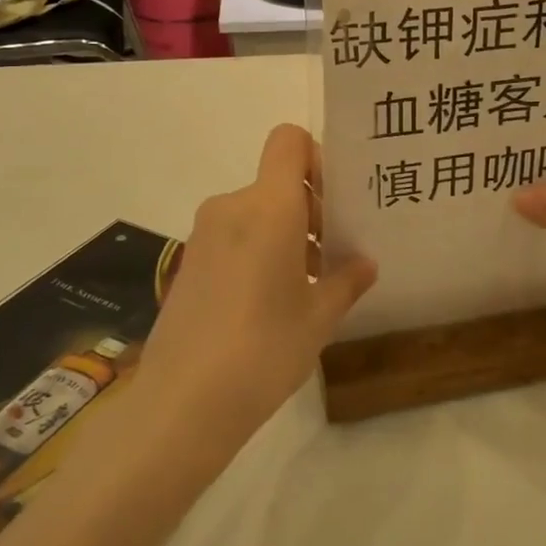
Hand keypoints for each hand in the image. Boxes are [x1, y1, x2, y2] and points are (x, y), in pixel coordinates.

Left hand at [140, 124, 376, 440]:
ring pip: (257, 212)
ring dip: (286, 234)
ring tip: (308, 287)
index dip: (316, 158)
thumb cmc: (263, 349)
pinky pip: (234, 237)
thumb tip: (364, 264)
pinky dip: (258, 252)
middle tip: (334, 255)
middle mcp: (232, 207)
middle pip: (277, 181)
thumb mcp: (319, 317)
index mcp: (269, 206)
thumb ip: (346, 280)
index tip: (335, 202)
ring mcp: (204, 235)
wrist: (181, 404)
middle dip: (310, 209)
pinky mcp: (189, 263)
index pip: (289, 140)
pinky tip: (271, 304)